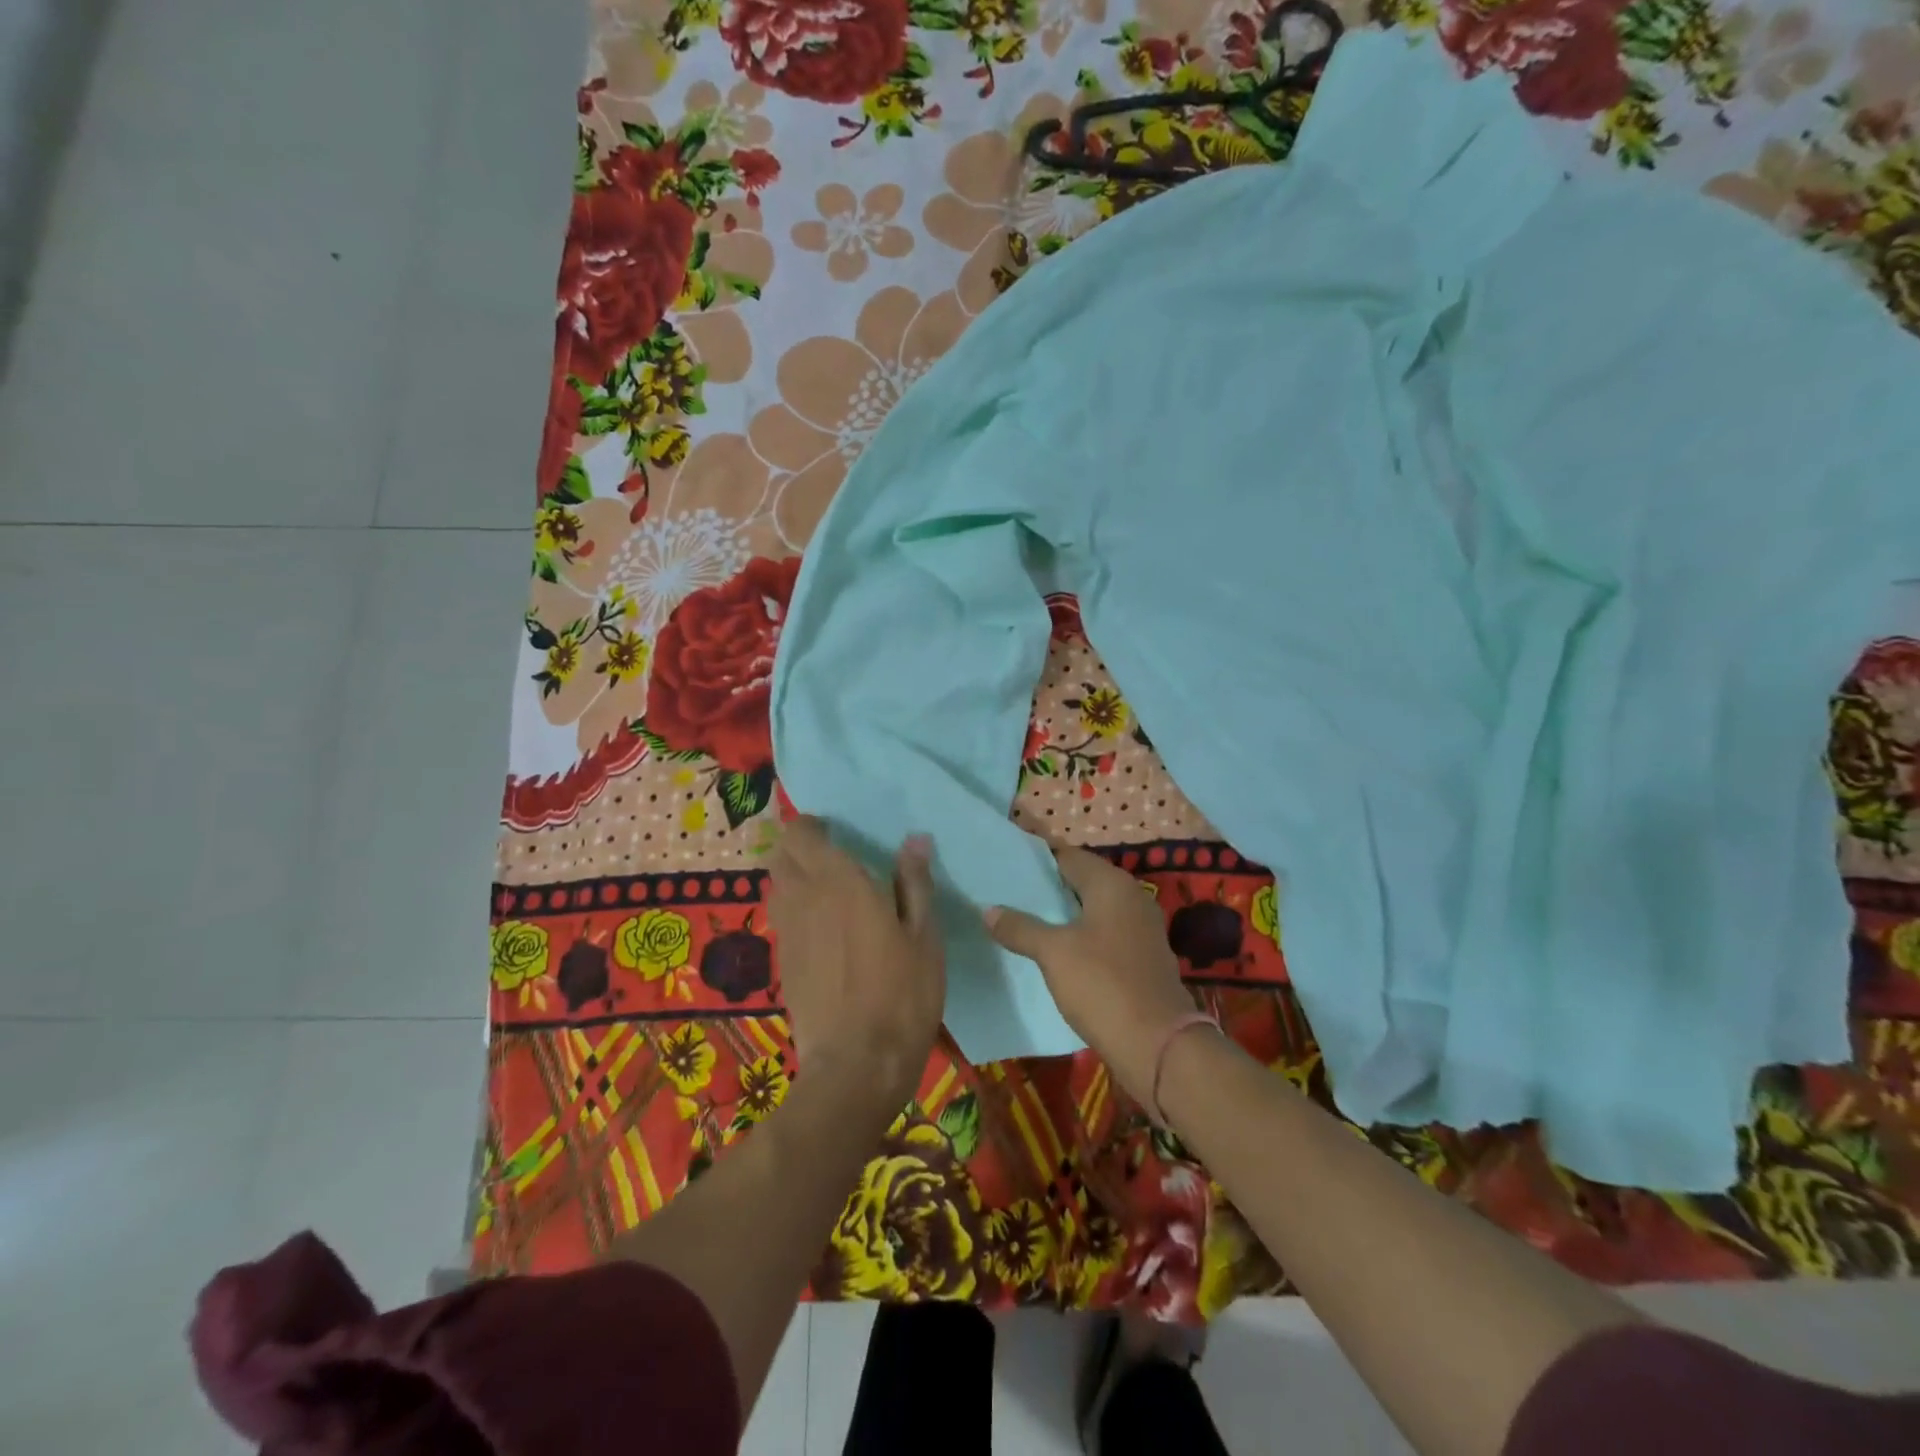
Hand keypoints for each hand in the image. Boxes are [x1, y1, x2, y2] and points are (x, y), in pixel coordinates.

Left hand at [767, 817, 944, 1105]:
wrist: (856, 1066)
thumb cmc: (902, 995)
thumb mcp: (924, 937)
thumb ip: (916, 884)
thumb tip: (914, 840)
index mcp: (838, 882)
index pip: (800, 834)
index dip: (811, 826)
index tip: (835, 832)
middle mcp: (803, 899)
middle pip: (779, 855)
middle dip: (798, 847)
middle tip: (832, 857)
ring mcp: (787, 933)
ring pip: (776, 887)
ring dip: (793, 878)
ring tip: (827, 891)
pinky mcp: (782, 964)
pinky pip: (781, 920)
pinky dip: (795, 911)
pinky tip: (823, 932)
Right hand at [983, 846, 1196, 1104]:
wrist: (1158, 1045)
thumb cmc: (1103, 985)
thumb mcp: (1053, 953)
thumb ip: (1020, 927)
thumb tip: (988, 910)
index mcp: (1112, 884)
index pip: (1069, 856)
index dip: (1037, 860)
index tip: (1007, 866)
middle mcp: (1132, 897)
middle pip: (1083, 882)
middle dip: (1049, 888)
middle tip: (1009, 895)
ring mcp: (1142, 928)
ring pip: (1095, 910)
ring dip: (1065, 915)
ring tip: (1026, 922)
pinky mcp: (1144, 957)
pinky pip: (1106, 934)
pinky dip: (1082, 937)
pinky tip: (1058, 953)